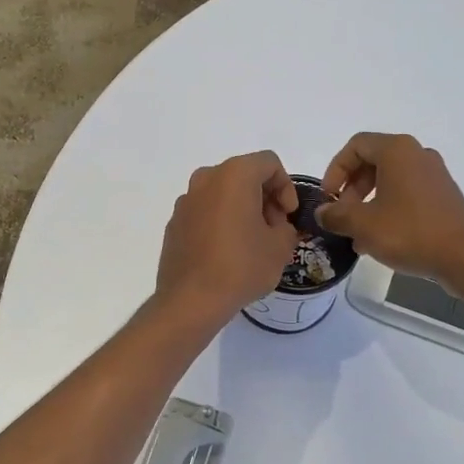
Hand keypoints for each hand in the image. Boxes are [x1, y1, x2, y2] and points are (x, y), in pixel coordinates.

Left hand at [156, 152, 299, 321]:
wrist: (191, 300)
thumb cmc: (241, 267)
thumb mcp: (280, 247)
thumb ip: (285, 226)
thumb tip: (275, 225)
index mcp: (234, 175)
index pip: (269, 163)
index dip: (286, 187)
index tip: (288, 215)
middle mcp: (206, 179)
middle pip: (244, 174)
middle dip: (264, 197)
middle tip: (274, 228)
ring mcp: (186, 201)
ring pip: (222, 193)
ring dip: (242, 209)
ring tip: (252, 242)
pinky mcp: (174, 223)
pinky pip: (205, 211)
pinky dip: (220, 221)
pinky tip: (227, 252)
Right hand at [317, 133, 463, 281]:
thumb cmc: (410, 232)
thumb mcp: (363, 225)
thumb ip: (336, 215)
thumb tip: (322, 212)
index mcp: (397, 150)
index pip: (356, 145)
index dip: (335, 170)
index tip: (329, 197)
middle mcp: (417, 154)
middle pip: (373, 161)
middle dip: (351, 188)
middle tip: (342, 215)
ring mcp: (434, 174)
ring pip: (390, 180)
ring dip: (368, 202)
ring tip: (358, 234)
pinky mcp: (444, 195)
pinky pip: (407, 193)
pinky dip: (388, 208)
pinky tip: (381, 239)